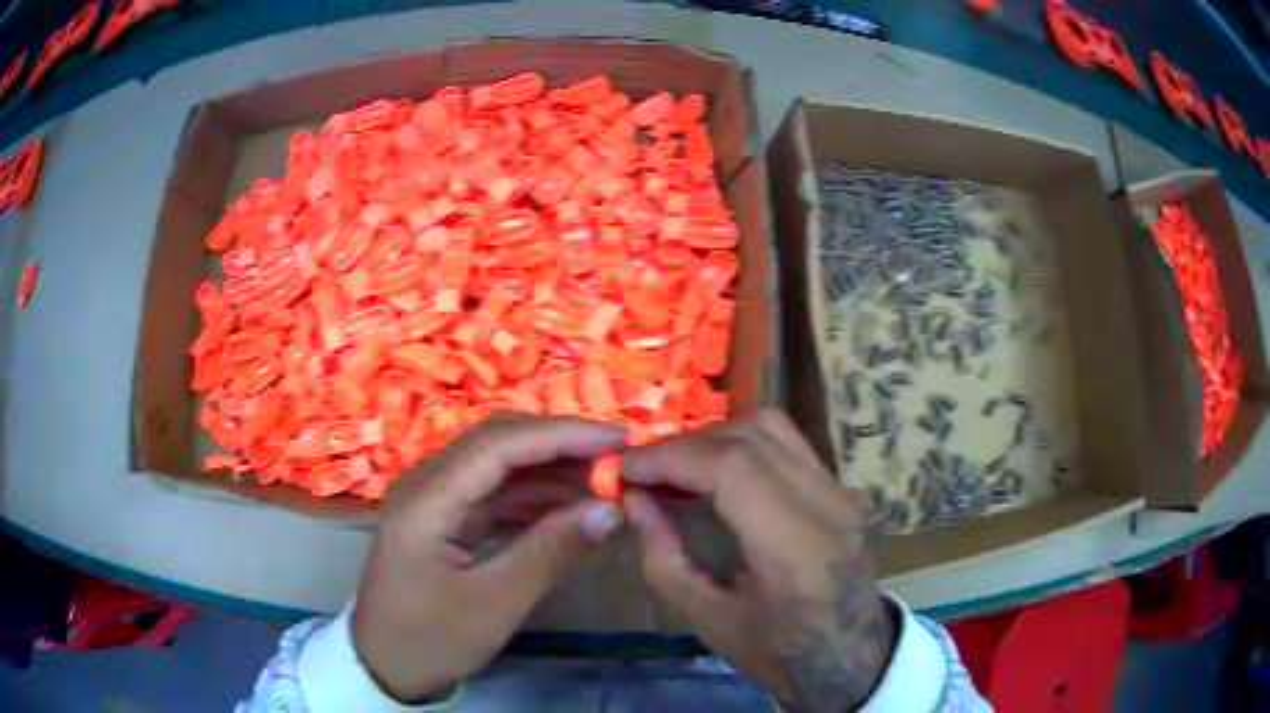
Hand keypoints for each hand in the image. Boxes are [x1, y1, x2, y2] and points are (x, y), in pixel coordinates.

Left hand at [352, 415, 626, 701]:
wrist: (385, 666)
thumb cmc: (432, 639)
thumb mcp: (495, 603)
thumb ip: (550, 552)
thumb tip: (609, 509)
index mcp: (426, 500)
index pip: (498, 445)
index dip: (560, 435)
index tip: (616, 440)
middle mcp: (424, 485)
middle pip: (494, 443)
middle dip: (556, 444)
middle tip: (613, 456)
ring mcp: (430, 500)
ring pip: (494, 465)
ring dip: (546, 468)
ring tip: (599, 481)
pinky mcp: (440, 518)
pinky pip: (489, 492)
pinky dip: (529, 495)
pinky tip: (565, 505)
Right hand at [622, 410, 896, 711]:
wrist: (849, 655)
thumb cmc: (777, 652)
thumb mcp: (707, 620)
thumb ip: (664, 558)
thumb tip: (635, 500)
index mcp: (794, 550)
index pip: (732, 468)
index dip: (672, 457)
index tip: (628, 470)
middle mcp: (826, 506)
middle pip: (750, 437)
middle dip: (686, 445)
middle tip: (647, 470)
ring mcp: (841, 492)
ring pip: (771, 428)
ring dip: (715, 437)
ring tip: (680, 467)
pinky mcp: (842, 489)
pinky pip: (787, 444)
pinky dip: (742, 444)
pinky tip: (717, 472)